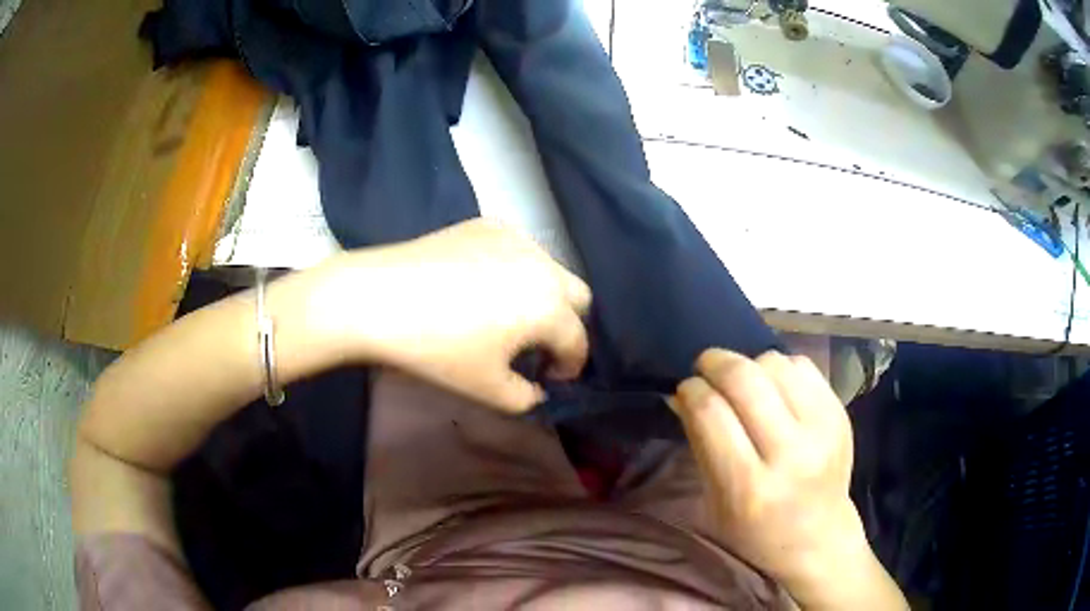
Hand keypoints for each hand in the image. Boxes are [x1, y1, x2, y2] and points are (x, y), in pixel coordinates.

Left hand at [309, 219, 591, 411]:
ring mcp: (515, 238)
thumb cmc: (436, 350)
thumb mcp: (488, 390)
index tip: (549, 379)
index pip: (577, 341)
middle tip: (534, 346)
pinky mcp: (487, 224)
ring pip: (549, 269)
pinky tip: (480, 283)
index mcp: (549, 307)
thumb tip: (537, 389)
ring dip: (542, 295)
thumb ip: (527, 398)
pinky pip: (519, 249)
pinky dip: (515, 269)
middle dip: (565, 325)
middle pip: (577, 297)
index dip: (569, 366)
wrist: (377, 299)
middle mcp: (543, 265)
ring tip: (506, 314)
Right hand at [674, 349, 905, 609]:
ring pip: (775, 364)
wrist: (819, 537)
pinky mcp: (840, 413)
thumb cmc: (756, 531)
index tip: (685, 389)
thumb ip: (700, 445)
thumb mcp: (715, 502)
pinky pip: (803, 365)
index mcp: (749, 488)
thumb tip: (684, 394)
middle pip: (745, 380)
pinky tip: (773, 387)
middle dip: (715, 363)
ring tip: (743, 381)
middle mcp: (790, 454)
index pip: (711, 414)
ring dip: (749, 364)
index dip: (691, 390)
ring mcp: (822, 429)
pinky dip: (780, 368)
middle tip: (705, 366)